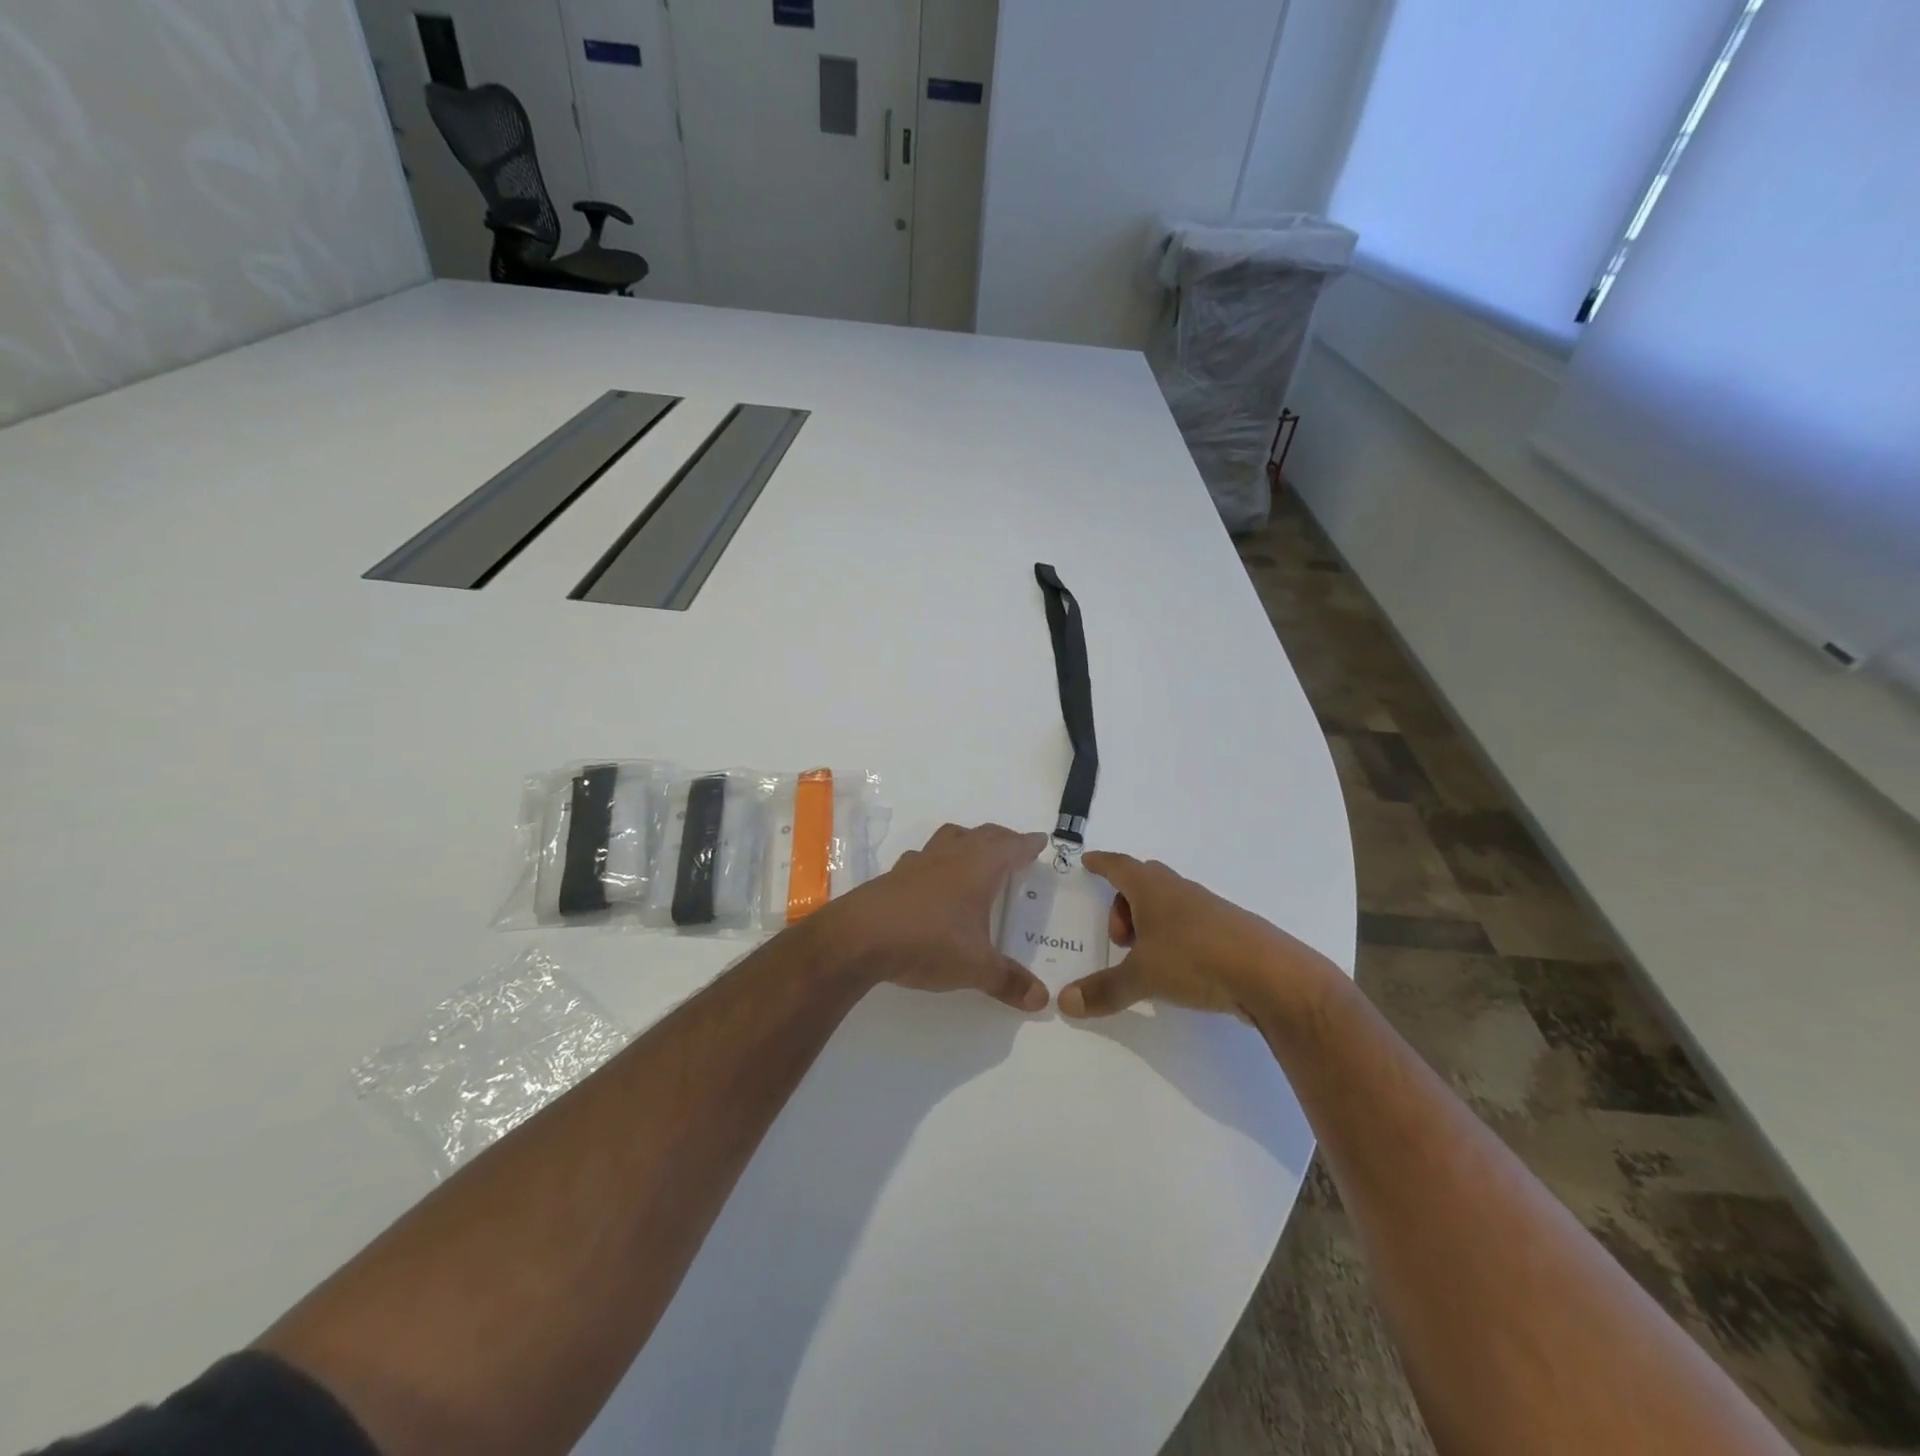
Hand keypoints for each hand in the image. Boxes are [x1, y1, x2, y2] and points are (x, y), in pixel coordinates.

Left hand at [807, 823, 1050, 1011]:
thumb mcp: (975, 967)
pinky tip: (933, 880)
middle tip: (1015, 847)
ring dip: (967, 841)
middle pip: (982, 835)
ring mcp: (919, 862)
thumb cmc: (928, 942)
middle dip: (1002, 839)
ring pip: (950, 838)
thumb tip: (1041, 999)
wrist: (860, 937)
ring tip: (975, 854)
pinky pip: (923, 858)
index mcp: (979, 867)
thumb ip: (1008, 981)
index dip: (1027, 844)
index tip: (1039, 841)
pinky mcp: (894, 875)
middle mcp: (951, 856)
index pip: (1011, 847)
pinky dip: (937, 861)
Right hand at [1059, 851, 1340, 1021]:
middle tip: (1117, 936)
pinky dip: (1175, 936)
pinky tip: (1178, 967)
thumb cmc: (1195, 961)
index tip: (1088, 862)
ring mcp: (1209, 908)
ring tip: (1145, 956)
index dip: (1102, 864)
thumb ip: (1103, 990)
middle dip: (1124, 902)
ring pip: (1170, 902)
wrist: (1271, 976)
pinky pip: (1191, 922)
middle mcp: (1180, 890)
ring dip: (1151, 921)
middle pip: (1144, 881)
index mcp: (1153, 889)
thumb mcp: (1142, 977)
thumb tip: (1065, 1002)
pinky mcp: (1230, 930)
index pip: (1120, 866)